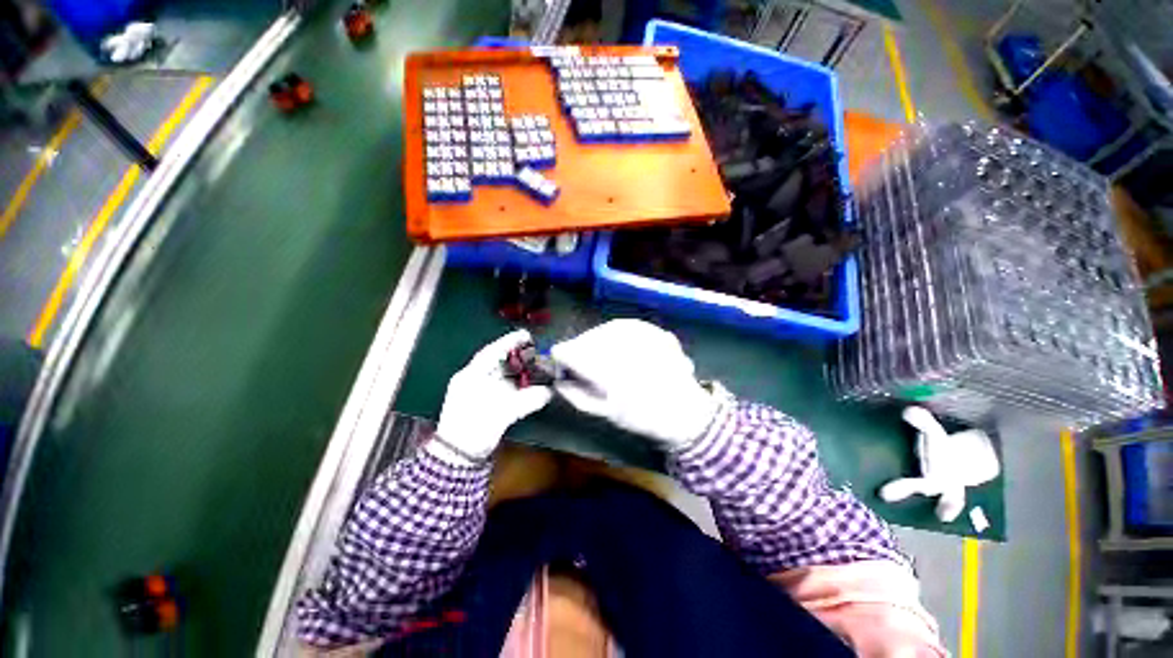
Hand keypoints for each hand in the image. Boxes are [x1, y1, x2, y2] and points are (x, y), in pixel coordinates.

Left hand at [432, 330, 553, 463]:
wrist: (457, 458)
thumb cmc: (475, 430)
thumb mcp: (502, 413)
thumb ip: (527, 400)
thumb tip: (548, 392)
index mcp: (471, 376)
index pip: (491, 352)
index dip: (509, 342)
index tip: (526, 335)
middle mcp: (472, 380)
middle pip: (497, 362)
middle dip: (516, 356)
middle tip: (535, 351)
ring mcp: (476, 391)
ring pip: (499, 374)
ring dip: (516, 370)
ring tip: (534, 365)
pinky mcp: (482, 402)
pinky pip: (500, 386)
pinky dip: (514, 383)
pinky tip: (526, 384)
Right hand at [550, 319, 718, 448]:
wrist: (686, 412)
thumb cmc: (645, 418)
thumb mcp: (607, 413)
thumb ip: (578, 395)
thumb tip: (558, 381)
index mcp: (612, 374)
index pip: (573, 354)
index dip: (561, 357)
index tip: (558, 361)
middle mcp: (627, 350)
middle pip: (589, 339)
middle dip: (578, 348)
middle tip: (576, 359)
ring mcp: (644, 338)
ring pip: (606, 329)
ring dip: (596, 339)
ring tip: (596, 352)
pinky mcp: (656, 332)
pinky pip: (626, 326)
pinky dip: (614, 333)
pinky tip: (614, 344)